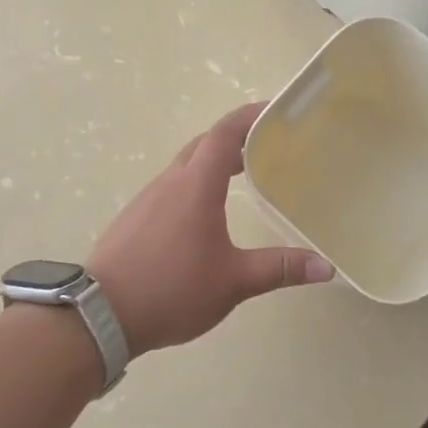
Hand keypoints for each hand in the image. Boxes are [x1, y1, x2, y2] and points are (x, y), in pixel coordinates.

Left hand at [88, 103, 333, 356]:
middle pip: (204, 144)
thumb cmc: (172, 290)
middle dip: (236, 138)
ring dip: (214, 161)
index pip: (224, 134)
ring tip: (244, 175)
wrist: (99, 315)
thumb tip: (328, 267)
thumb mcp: (234, 281)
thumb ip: (280, 269)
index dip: (250, 117)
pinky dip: (195, 183)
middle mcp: (169, 182)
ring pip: (185, 165)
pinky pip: (171, 186)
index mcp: (195, 185)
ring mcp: (147, 199)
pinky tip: (206, 212)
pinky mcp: (134, 218)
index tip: (275, 111)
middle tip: (269, 145)